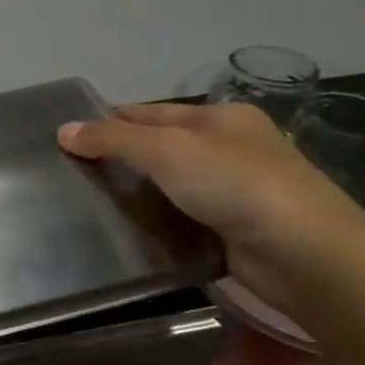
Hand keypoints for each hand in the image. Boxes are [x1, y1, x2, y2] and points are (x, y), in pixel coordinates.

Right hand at [58, 102, 364, 312]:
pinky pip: (178, 220)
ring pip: (167, 187)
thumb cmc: (235, 184)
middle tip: (67, 176)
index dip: (109, 121)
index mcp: (219, 118)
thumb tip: (63, 130)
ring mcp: (231, 191)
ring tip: (83, 207)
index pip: (150, 112)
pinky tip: (122, 233)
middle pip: (158, 149)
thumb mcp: (167, 150)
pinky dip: (153, 224)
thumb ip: (113, 139)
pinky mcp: (229, 230)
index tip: (66, 138)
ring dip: (133, 196)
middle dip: (117, 160)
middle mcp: (227, 149)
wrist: (302, 252)